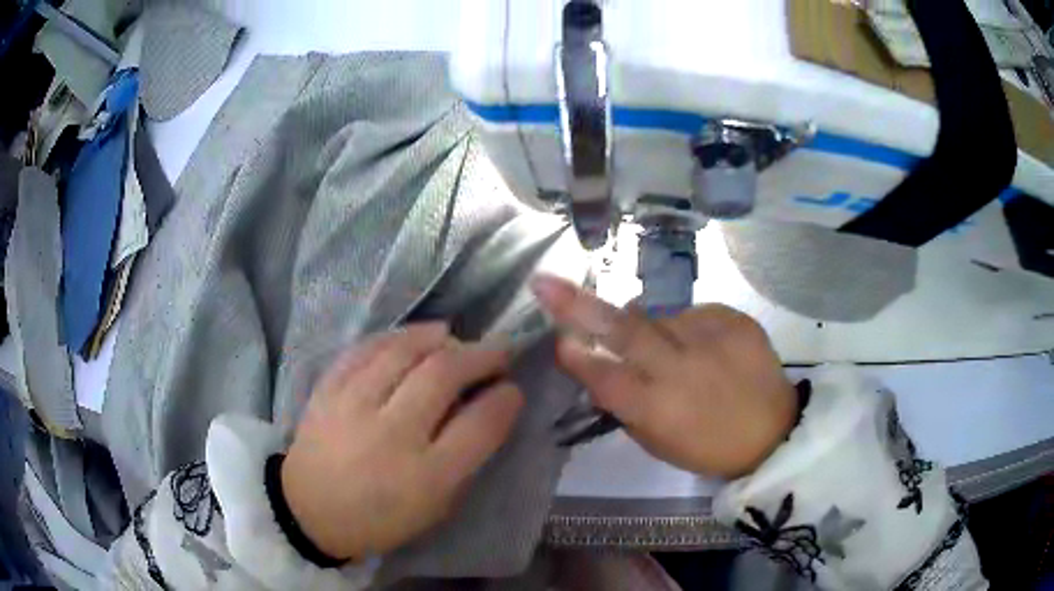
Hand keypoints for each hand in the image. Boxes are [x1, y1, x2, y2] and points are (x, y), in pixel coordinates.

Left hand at [280, 323, 523, 560]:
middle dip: (480, 355)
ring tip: (455, 338)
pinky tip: (413, 339)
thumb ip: (465, 459)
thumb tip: (488, 408)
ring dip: (439, 337)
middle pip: (443, 374)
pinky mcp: (327, 389)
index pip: (479, 425)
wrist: (311, 511)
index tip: (512, 389)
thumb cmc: (381, 518)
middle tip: (496, 352)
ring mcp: (353, 406)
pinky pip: (366, 348)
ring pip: (404, 351)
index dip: (505, 399)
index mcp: (425, 476)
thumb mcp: (435, 506)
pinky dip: (396, 337)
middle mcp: (390, 434)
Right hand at [531, 275, 795, 478]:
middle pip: (624, 330)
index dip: (579, 359)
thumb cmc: (708, 447)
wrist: (774, 432)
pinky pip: (694, 312)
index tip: (556, 340)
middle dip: (579, 305)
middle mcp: (682, 368)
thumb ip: (625, 403)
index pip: (606, 378)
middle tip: (546, 284)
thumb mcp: (658, 440)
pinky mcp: (735, 320)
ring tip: (671, 351)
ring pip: (659, 316)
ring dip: (650, 327)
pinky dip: (687, 327)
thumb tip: (598, 364)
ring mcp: (712, 338)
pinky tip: (703, 348)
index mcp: (658, 408)